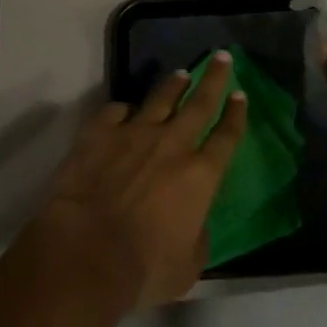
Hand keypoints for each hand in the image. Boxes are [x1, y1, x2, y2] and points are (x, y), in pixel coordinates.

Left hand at [25, 52, 248, 309]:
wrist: (85, 252)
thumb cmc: (142, 269)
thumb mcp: (187, 268)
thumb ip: (197, 238)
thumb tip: (195, 222)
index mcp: (199, 175)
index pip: (226, 137)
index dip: (236, 115)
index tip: (241, 94)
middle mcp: (172, 144)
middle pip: (199, 103)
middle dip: (213, 78)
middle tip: (221, 57)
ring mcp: (134, 132)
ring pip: (160, 99)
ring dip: (173, 86)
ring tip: (181, 74)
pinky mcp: (100, 132)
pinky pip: (115, 111)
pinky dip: (122, 111)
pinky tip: (123, 112)